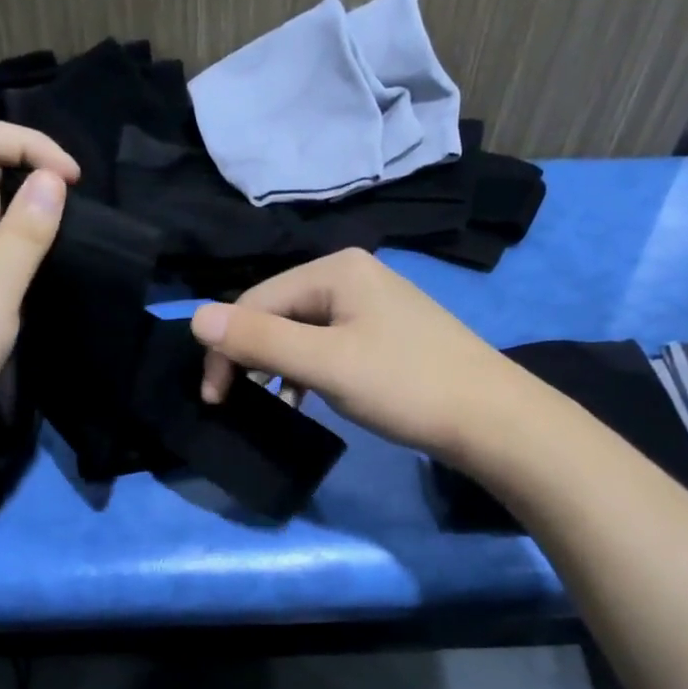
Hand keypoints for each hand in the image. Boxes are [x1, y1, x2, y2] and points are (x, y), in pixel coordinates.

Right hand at [191, 248, 520, 462]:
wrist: (492, 419)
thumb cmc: (406, 386)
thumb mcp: (326, 364)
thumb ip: (261, 341)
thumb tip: (195, 317)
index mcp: (335, 269)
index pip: (255, 301)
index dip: (226, 349)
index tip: (215, 401)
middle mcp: (351, 274)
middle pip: (276, 312)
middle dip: (249, 356)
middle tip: (233, 404)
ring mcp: (370, 303)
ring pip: (300, 331)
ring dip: (275, 366)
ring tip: (266, 405)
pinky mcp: (383, 332)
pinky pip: (326, 344)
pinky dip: (305, 371)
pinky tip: (302, 398)